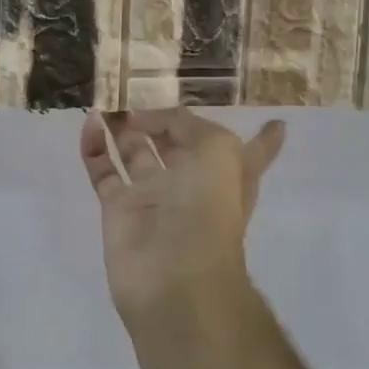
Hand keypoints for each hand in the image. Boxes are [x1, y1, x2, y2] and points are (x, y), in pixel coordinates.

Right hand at [79, 108, 285, 329]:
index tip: (277, 122)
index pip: (252, 152)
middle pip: (177, 145)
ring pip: (134, 153)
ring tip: (109, 103)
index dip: (264, 139)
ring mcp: (152, 195)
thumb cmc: (207, 209)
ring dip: (123, 128)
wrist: (172, 275)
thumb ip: (186, 124)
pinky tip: (91, 123)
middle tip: (138, 92)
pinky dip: (94, 147)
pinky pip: (103, 169)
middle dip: (163, 122)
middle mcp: (190, 182)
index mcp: (226, 173)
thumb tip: (149, 119)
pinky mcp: (118, 207)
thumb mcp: (217, 151)